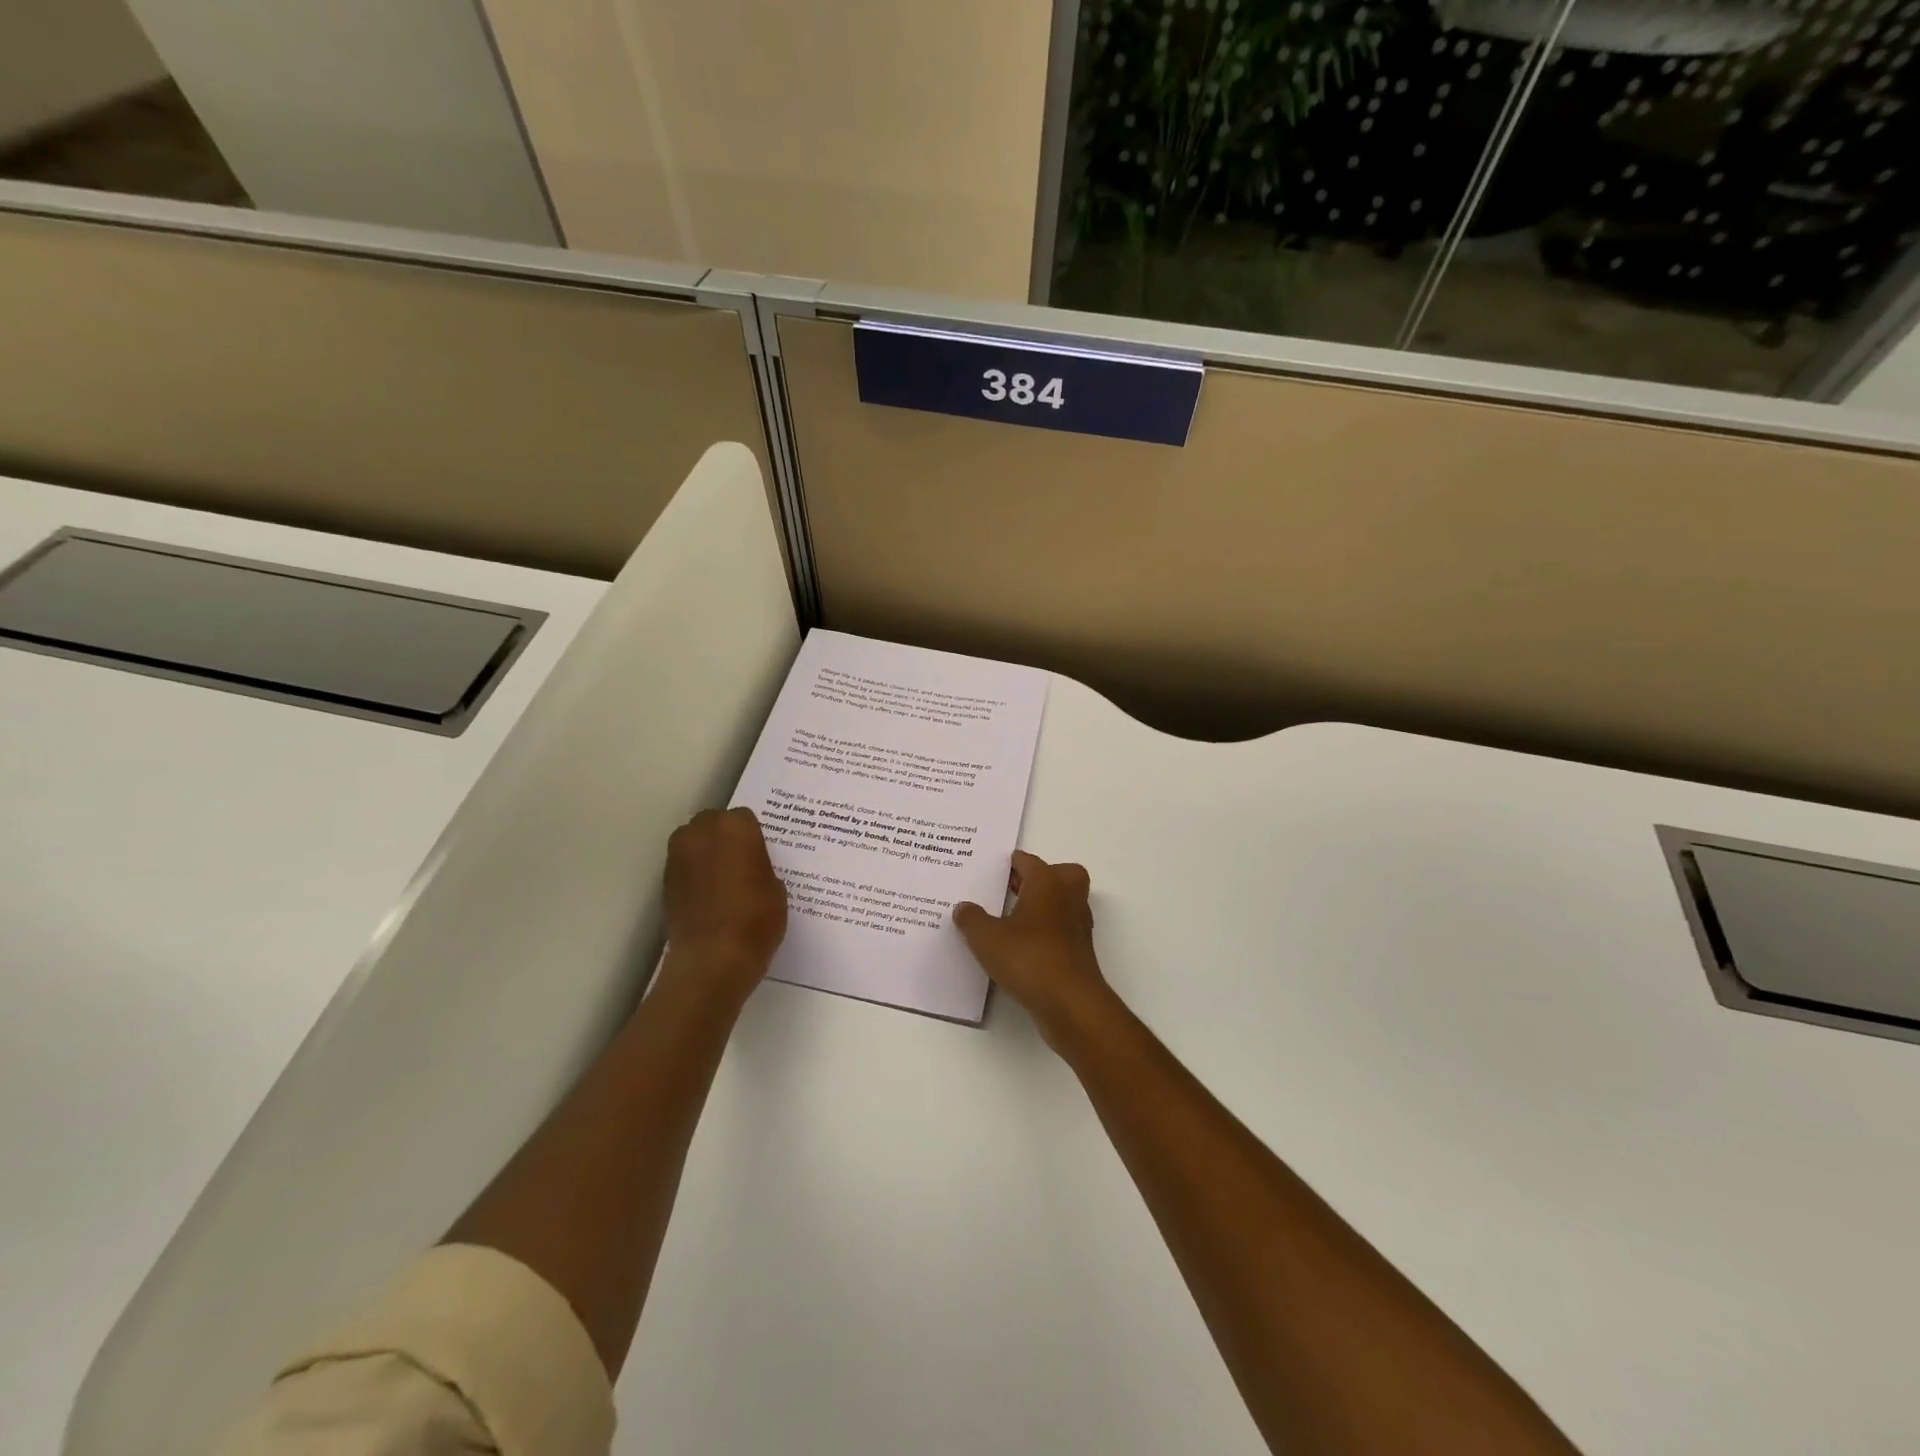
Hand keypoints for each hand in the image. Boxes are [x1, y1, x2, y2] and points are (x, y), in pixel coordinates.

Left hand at [662, 808, 787, 992]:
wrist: (714, 956)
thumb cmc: (756, 917)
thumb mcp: (776, 888)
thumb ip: (760, 867)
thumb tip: (750, 869)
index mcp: (735, 827)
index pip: (744, 818)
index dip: (752, 836)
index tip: (759, 854)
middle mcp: (702, 832)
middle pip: (712, 823)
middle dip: (723, 837)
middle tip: (740, 862)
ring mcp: (678, 856)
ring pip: (693, 843)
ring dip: (705, 854)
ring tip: (722, 880)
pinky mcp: (664, 881)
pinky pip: (683, 867)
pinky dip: (693, 875)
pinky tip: (708, 897)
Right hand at [954, 851, 1116, 1047]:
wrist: (1070, 1002)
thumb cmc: (1029, 958)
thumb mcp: (986, 938)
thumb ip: (972, 919)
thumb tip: (963, 907)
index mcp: (1047, 882)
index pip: (1029, 862)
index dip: (1010, 863)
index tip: (993, 869)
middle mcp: (1068, 897)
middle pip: (1059, 874)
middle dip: (1039, 878)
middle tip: (1013, 888)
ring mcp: (1078, 924)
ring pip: (1064, 902)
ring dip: (1044, 905)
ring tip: (1012, 918)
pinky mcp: (1080, 951)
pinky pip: (1062, 929)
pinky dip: (1047, 931)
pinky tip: (1023, 946)